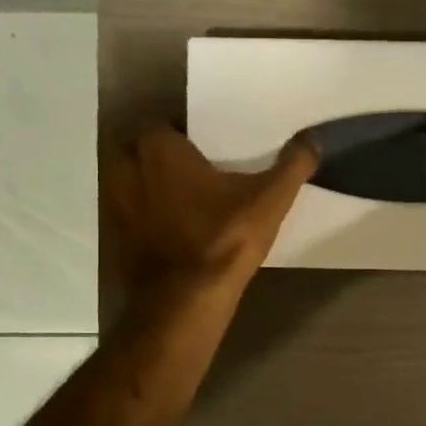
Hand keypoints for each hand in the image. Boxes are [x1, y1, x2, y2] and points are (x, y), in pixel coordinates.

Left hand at [102, 125, 317, 297]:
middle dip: (167, 158)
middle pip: (146, 150)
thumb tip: (313, 137)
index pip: (170, 123)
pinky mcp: (111, 234)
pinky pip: (130, 212)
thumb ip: (294, 164)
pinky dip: (145, 215)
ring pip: (134, 180)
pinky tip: (172, 229)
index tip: (212, 151)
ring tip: (186, 200)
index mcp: (156, 145)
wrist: (182, 302)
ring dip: (152, 185)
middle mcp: (124, 164)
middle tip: (200, 173)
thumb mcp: (269, 200)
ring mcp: (112, 201)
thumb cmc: (223, 239)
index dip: (190, 137)